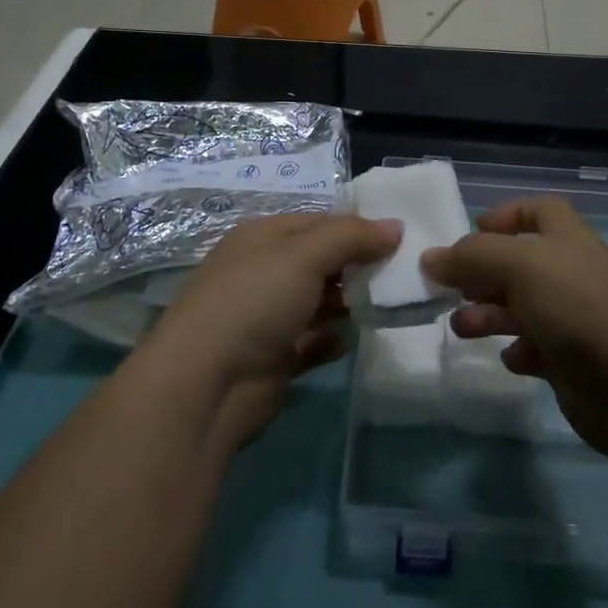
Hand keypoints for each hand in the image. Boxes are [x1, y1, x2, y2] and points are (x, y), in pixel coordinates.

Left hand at [150, 212, 401, 449]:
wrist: (206, 386)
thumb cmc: (254, 302)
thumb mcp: (304, 255)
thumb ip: (351, 237)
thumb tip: (395, 225)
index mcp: (263, 238)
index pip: (318, 221)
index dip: (357, 227)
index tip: (399, 238)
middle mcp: (263, 272)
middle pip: (320, 261)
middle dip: (357, 266)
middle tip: (401, 273)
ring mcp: (266, 317)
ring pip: (318, 302)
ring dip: (347, 304)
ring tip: (384, 305)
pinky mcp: (273, 359)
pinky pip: (311, 342)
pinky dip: (330, 341)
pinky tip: (348, 341)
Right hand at [421, 196, 607, 461]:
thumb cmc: (577, 307)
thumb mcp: (519, 265)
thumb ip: (471, 257)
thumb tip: (429, 258)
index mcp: (568, 239)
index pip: (539, 210)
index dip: (506, 214)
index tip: (472, 230)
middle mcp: (574, 274)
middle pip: (523, 263)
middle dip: (484, 273)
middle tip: (452, 290)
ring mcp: (578, 319)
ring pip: (525, 307)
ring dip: (490, 314)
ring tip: (461, 329)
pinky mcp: (576, 362)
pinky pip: (539, 348)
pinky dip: (519, 350)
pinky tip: (509, 359)